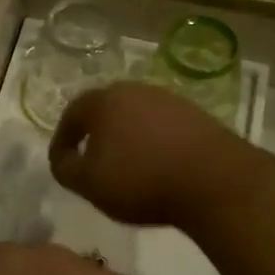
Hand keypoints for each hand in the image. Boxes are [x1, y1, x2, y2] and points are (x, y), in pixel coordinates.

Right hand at [49, 82, 256, 228]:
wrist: (214, 180)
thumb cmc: (140, 180)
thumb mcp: (89, 183)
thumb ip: (66, 169)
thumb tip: (63, 159)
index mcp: (104, 100)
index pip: (72, 114)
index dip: (62, 141)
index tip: (61, 164)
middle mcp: (136, 90)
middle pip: (106, 110)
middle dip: (94, 135)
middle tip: (90, 161)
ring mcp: (170, 100)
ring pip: (136, 117)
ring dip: (125, 138)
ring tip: (124, 168)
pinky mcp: (197, 116)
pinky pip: (162, 128)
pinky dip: (152, 144)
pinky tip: (156, 167)